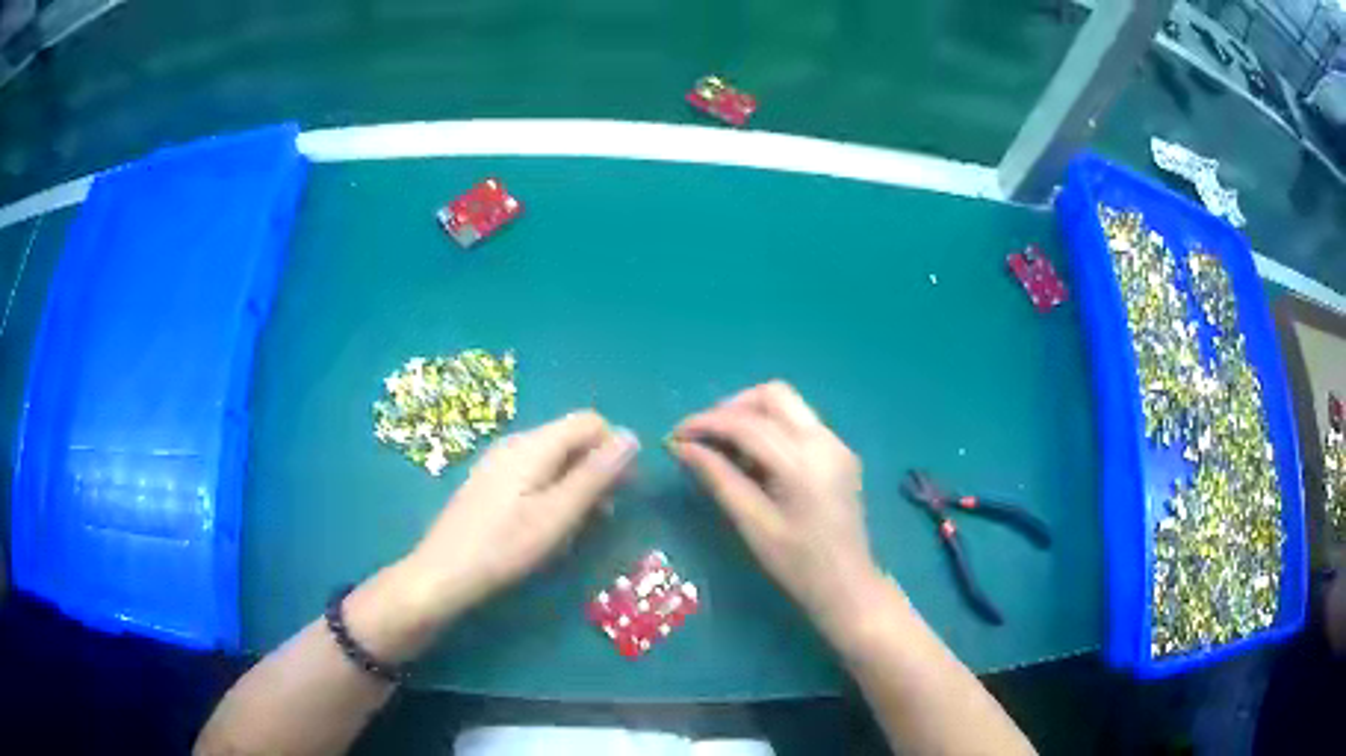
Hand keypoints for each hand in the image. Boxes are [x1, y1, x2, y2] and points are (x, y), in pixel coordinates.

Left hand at [400, 410, 638, 623]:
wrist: (443, 572)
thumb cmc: (504, 547)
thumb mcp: (558, 515)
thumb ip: (595, 475)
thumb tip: (632, 437)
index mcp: (534, 444)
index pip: (590, 422)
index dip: (614, 449)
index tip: (624, 491)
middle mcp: (516, 442)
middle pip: (571, 438)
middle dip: (596, 470)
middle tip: (603, 515)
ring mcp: (499, 461)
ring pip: (554, 458)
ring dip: (576, 484)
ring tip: (577, 526)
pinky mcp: (490, 481)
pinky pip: (534, 472)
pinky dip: (553, 491)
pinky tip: (547, 525)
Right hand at [670, 382, 885, 638]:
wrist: (847, 586)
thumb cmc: (797, 565)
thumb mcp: (753, 524)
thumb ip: (718, 478)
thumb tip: (682, 447)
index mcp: (802, 461)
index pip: (746, 423)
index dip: (705, 423)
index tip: (675, 435)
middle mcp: (824, 440)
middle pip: (773, 395)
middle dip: (731, 408)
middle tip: (703, 438)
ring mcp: (836, 444)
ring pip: (788, 406)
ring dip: (752, 416)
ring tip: (725, 450)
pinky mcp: (840, 453)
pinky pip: (800, 424)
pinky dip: (772, 430)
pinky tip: (755, 462)